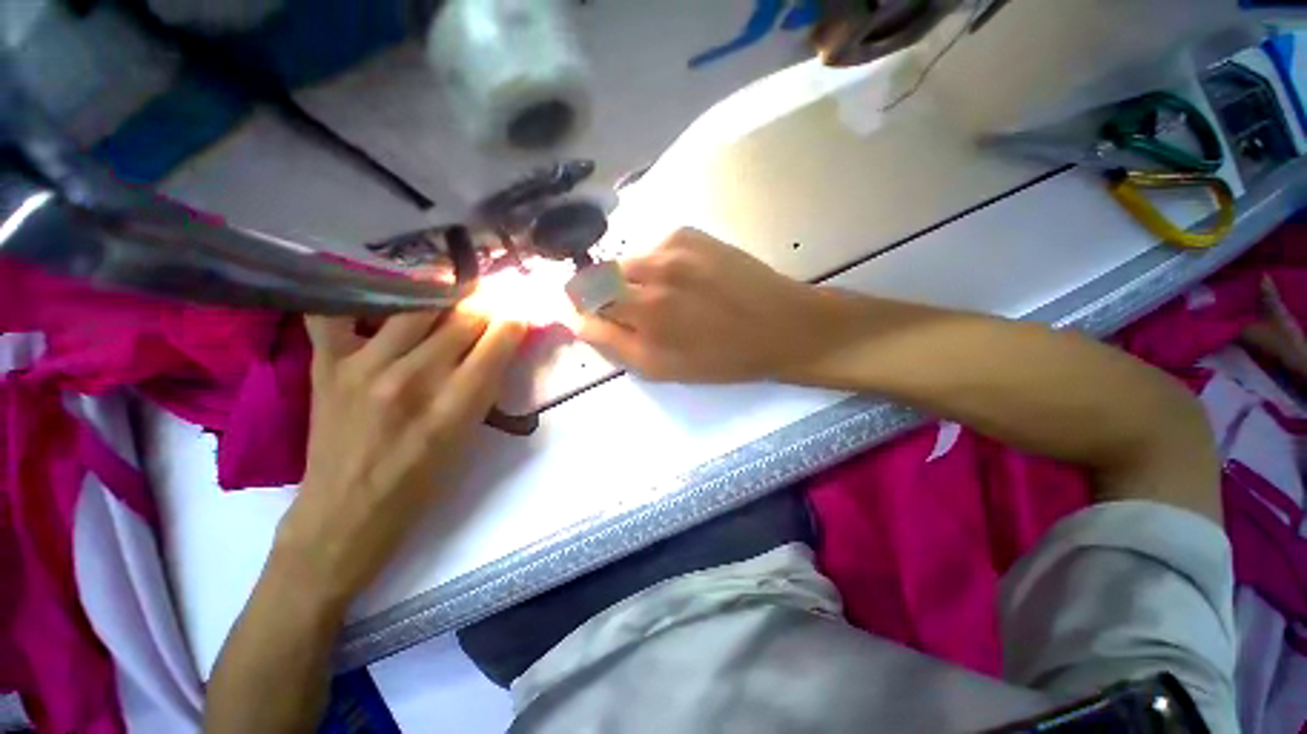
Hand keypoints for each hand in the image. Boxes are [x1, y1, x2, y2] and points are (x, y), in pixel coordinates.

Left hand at [274, 309, 525, 608]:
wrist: (348, 511)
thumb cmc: (422, 482)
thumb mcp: (470, 436)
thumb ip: (487, 385)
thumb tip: (502, 341)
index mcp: (456, 405)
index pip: (499, 340)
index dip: (515, 319)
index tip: (520, 311)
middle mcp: (413, 378)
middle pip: (463, 317)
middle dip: (487, 304)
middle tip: (491, 300)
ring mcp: (365, 366)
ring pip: (416, 305)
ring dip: (443, 295)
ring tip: (451, 293)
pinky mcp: (327, 363)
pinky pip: (336, 311)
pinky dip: (357, 295)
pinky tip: (378, 291)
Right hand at [580, 228, 832, 382]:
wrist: (782, 325)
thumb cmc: (722, 358)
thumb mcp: (662, 368)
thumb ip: (613, 344)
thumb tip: (577, 321)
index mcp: (644, 310)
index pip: (585, 297)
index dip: (583, 307)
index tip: (593, 316)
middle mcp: (652, 270)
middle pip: (601, 274)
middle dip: (606, 294)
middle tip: (634, 313)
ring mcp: (672, 245)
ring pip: (628, 261)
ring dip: (632, 280)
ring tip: (665, 298)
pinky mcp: (690, 233)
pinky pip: (654, 249)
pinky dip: (656, 266)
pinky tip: (683, 281)